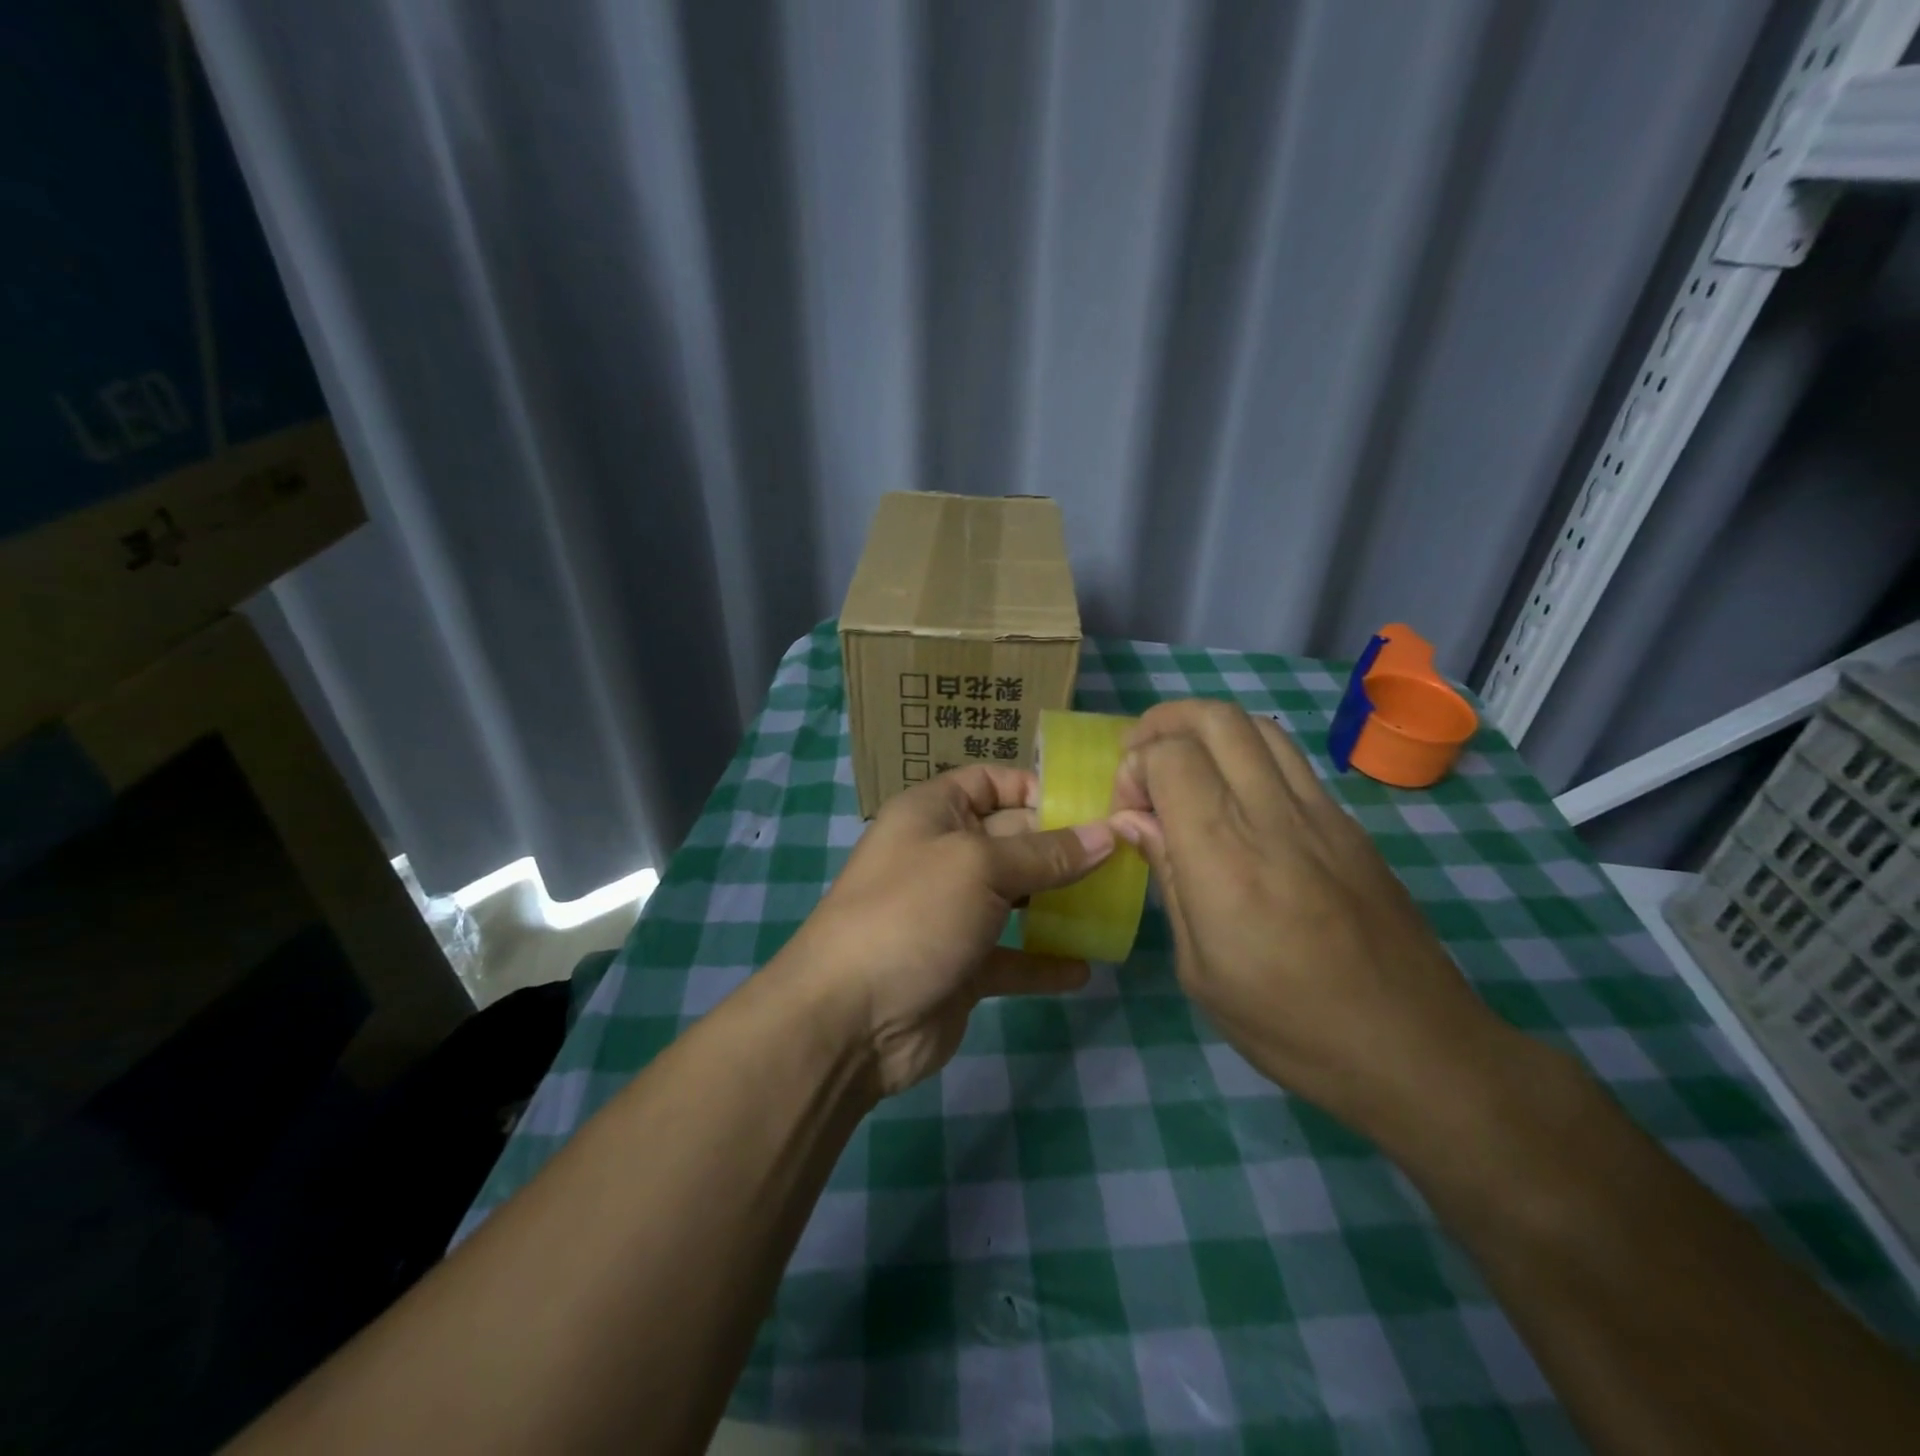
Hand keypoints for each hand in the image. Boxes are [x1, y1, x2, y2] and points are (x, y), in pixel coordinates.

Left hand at [784, 765, 1112, 1095]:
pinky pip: (1011, 957)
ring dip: (1059, 904)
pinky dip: (1044, 962)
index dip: (1036, 788)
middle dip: (1063, 847)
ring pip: (1016, 899)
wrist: (850, 1019)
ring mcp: (951, 914)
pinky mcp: (961, 966)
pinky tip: (1083, 969)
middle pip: (1012, 839)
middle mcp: (942, 856)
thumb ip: (1046, 853)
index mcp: (933, 813)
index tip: (1091, 808)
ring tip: (1112, 907)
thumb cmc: (913, 914)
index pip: (990, 782)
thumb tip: (1108, 834)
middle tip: (1123, 858)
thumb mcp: (980, 867)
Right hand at [1110, 700, 1508, 1129]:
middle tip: (1142, 759)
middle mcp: (1272, 814)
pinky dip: (1248, 754)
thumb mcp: (1200, 969)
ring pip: (1258, 725)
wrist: (1414, 1048)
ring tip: (1187, 765)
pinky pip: (1290, 759)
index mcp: (1223, 854)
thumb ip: (1168, 877)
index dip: (1134, 766)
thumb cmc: (1288, 1024)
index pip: (1169, 756)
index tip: (1128, 810)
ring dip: (1209, 728)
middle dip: (1164, 722)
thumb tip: (1135, 820)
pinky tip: (1237, 798)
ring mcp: (1320, 813)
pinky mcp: (1350, 824)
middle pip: (1215, 718)